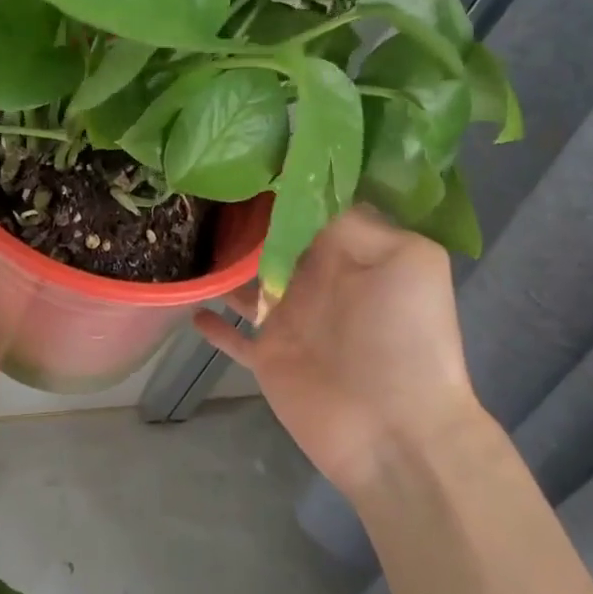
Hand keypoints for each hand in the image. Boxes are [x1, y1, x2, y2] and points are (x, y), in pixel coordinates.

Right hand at [195, 207, 483, 498]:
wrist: (396, 430)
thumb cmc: (406, 338)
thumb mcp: (408, 259)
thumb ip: (357, 223)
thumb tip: (306, 199)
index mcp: (349, 254)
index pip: (310, 211)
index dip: (281, 189)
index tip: (244, 163)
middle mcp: (316, 281)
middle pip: (272, 243)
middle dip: (243, 222)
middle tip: (200, 193)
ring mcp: (288, 320)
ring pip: (245, 284)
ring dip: (222, 267)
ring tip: (184, 239)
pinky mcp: (268, 357)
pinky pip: (232, 336)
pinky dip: (212, 323)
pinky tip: (189, 301)